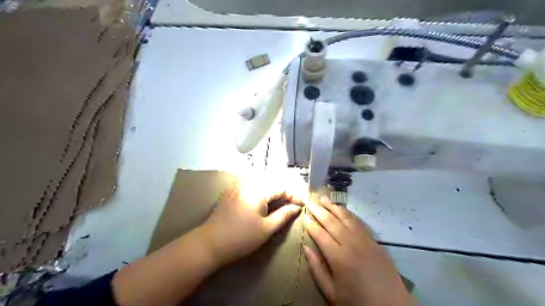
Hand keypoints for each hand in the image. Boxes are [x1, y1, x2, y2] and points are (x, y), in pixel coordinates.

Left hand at [200, 182, 301, 265]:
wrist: (210, 243)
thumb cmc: (241, 237)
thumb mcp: (266, 228)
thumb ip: (284, 215)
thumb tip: (296, 208)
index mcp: (257, 190)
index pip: (281, 187)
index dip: (293, 196)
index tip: (301, 205)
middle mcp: (248, 183)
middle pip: (271, 183)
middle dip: (283, 193)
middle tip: (292, 205)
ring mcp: (238, 186)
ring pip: (261, 184)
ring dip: (273, 192)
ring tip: (280, 204)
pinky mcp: (232, 192)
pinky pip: (251, 187)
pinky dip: (262, 193)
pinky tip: (264, 203)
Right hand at [303, 196, 412, 305]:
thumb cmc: (357, 302)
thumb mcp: (332, 293)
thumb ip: (317, 269)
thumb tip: (306, 248)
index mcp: (339, 258)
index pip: (320, 235)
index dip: (311, 224)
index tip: (304, 215)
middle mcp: (351, 244)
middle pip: (332, 222)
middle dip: (319, 210)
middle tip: (310, 201)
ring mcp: (365, 241)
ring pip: (346, 218)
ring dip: (333, 207)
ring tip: (324, 199)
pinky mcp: (374, 241)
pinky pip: (359, 223)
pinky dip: (349, 214)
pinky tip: (342, 209)